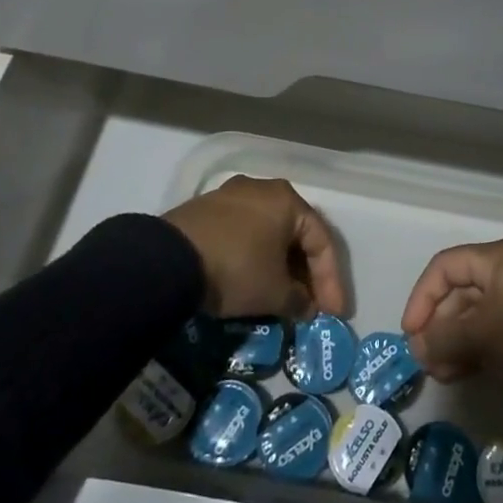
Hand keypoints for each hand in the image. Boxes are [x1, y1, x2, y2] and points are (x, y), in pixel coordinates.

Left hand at [165, 175, 346, 319]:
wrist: (169, 260)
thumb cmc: (236, 268)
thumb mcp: (274, 293)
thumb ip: (299, 300)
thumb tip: (305, 306)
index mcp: (288, 200)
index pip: (322, 241)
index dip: (331, 281)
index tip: (334, 313)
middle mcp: (263, 189)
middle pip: (295, 234)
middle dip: (306, 273)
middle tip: (310, 305)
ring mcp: (231, 195)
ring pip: (268, 232)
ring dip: (279, 265)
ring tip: (282, 296)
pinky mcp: (206, 209)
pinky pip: (243, 233)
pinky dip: (254, 257)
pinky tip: (252, 280)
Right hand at [400, 238, 502, 397]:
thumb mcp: (482, 335)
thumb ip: (443, 338)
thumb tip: (418, 347)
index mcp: (497, 258)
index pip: (445, 268)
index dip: (422, 298)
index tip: (411, 332)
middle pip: (460, 292)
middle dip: (438, 326)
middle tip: (426, 360)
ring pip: (476, 314)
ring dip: (454, 341)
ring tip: (441, 373)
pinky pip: (494, 328)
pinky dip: (476, 347)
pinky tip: (462, 372)